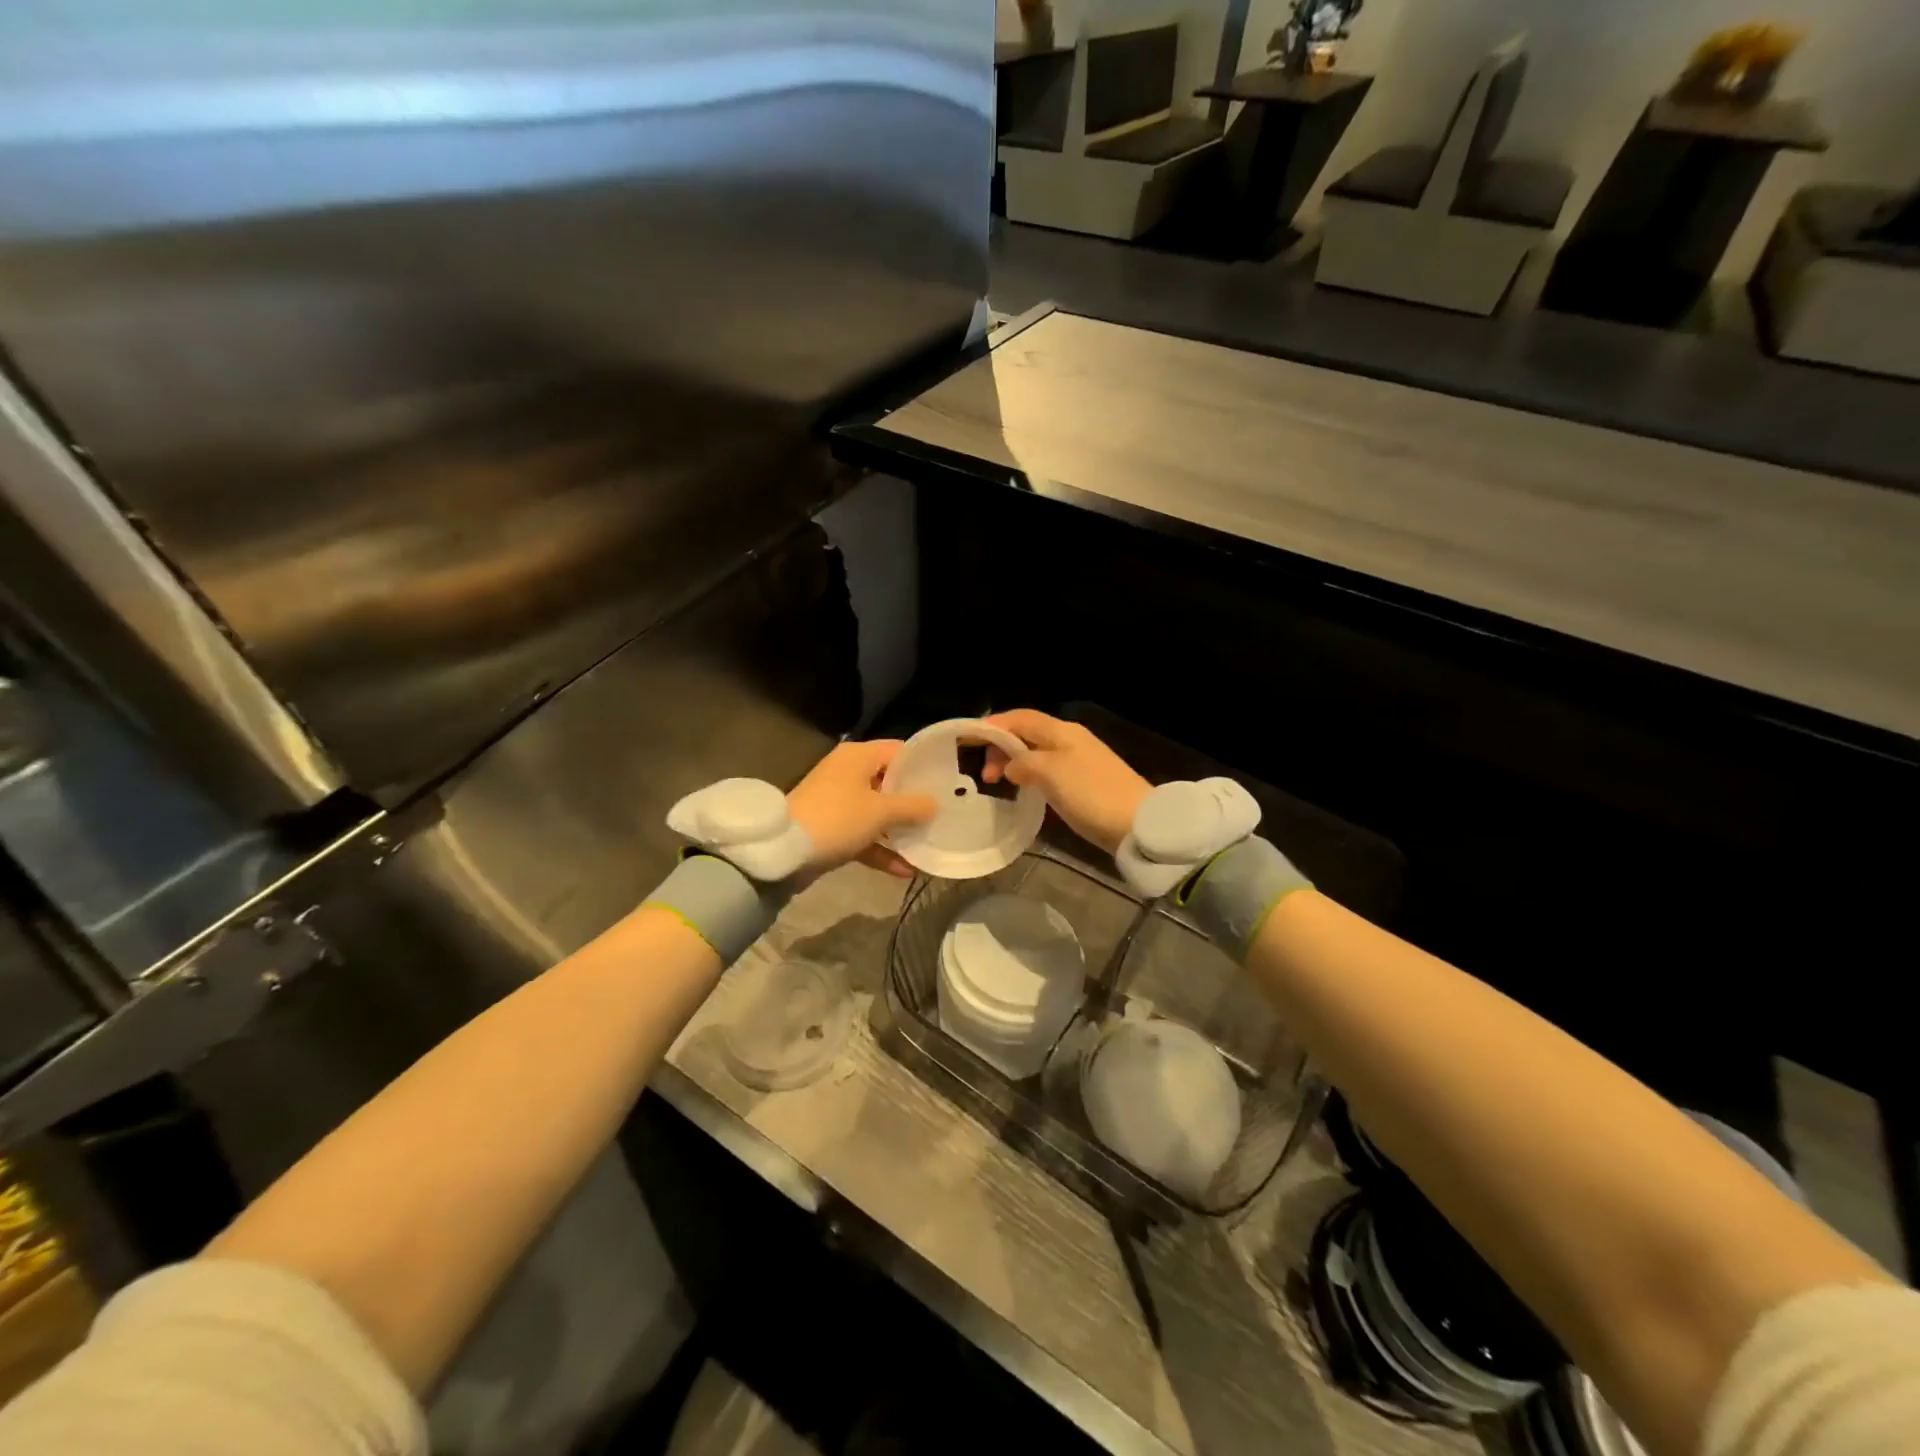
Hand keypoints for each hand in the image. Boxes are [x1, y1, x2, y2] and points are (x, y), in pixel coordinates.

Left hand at [787, 739, 937, 879]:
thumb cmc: (837, 819)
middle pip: (890, 783)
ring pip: (878, 812)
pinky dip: (881, 849)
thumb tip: (936, 803)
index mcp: (859, 756)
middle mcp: (848, 773)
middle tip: (944, 815)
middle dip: (915, 802)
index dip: (924, 766)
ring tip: (928, 844)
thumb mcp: (881, 812)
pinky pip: (864, 834)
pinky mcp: (832, 828)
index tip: (948, 783)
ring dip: (900, 830)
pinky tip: (905, 870)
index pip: (900, 751)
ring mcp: (838, 802)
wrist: (783, 852)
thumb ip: (913, 806)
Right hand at [979, 710, 1149, 856]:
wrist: (1138, 825)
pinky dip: (1031, 776)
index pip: (1020, 718)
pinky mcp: (1086, 784)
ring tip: (997, 783)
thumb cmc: (1090, 793)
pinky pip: (1049, 771)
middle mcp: (1070, 740)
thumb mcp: (1050, 773)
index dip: (994, 725)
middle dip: (1002, 747)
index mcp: (1061, 731)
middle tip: (983, 774)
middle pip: (1028, 734)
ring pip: (1038, 754)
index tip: (969, 740)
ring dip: (1015, 763)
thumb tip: (1012, 766)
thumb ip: (1023, 763)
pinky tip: (1025, 791)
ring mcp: (1080, 762)